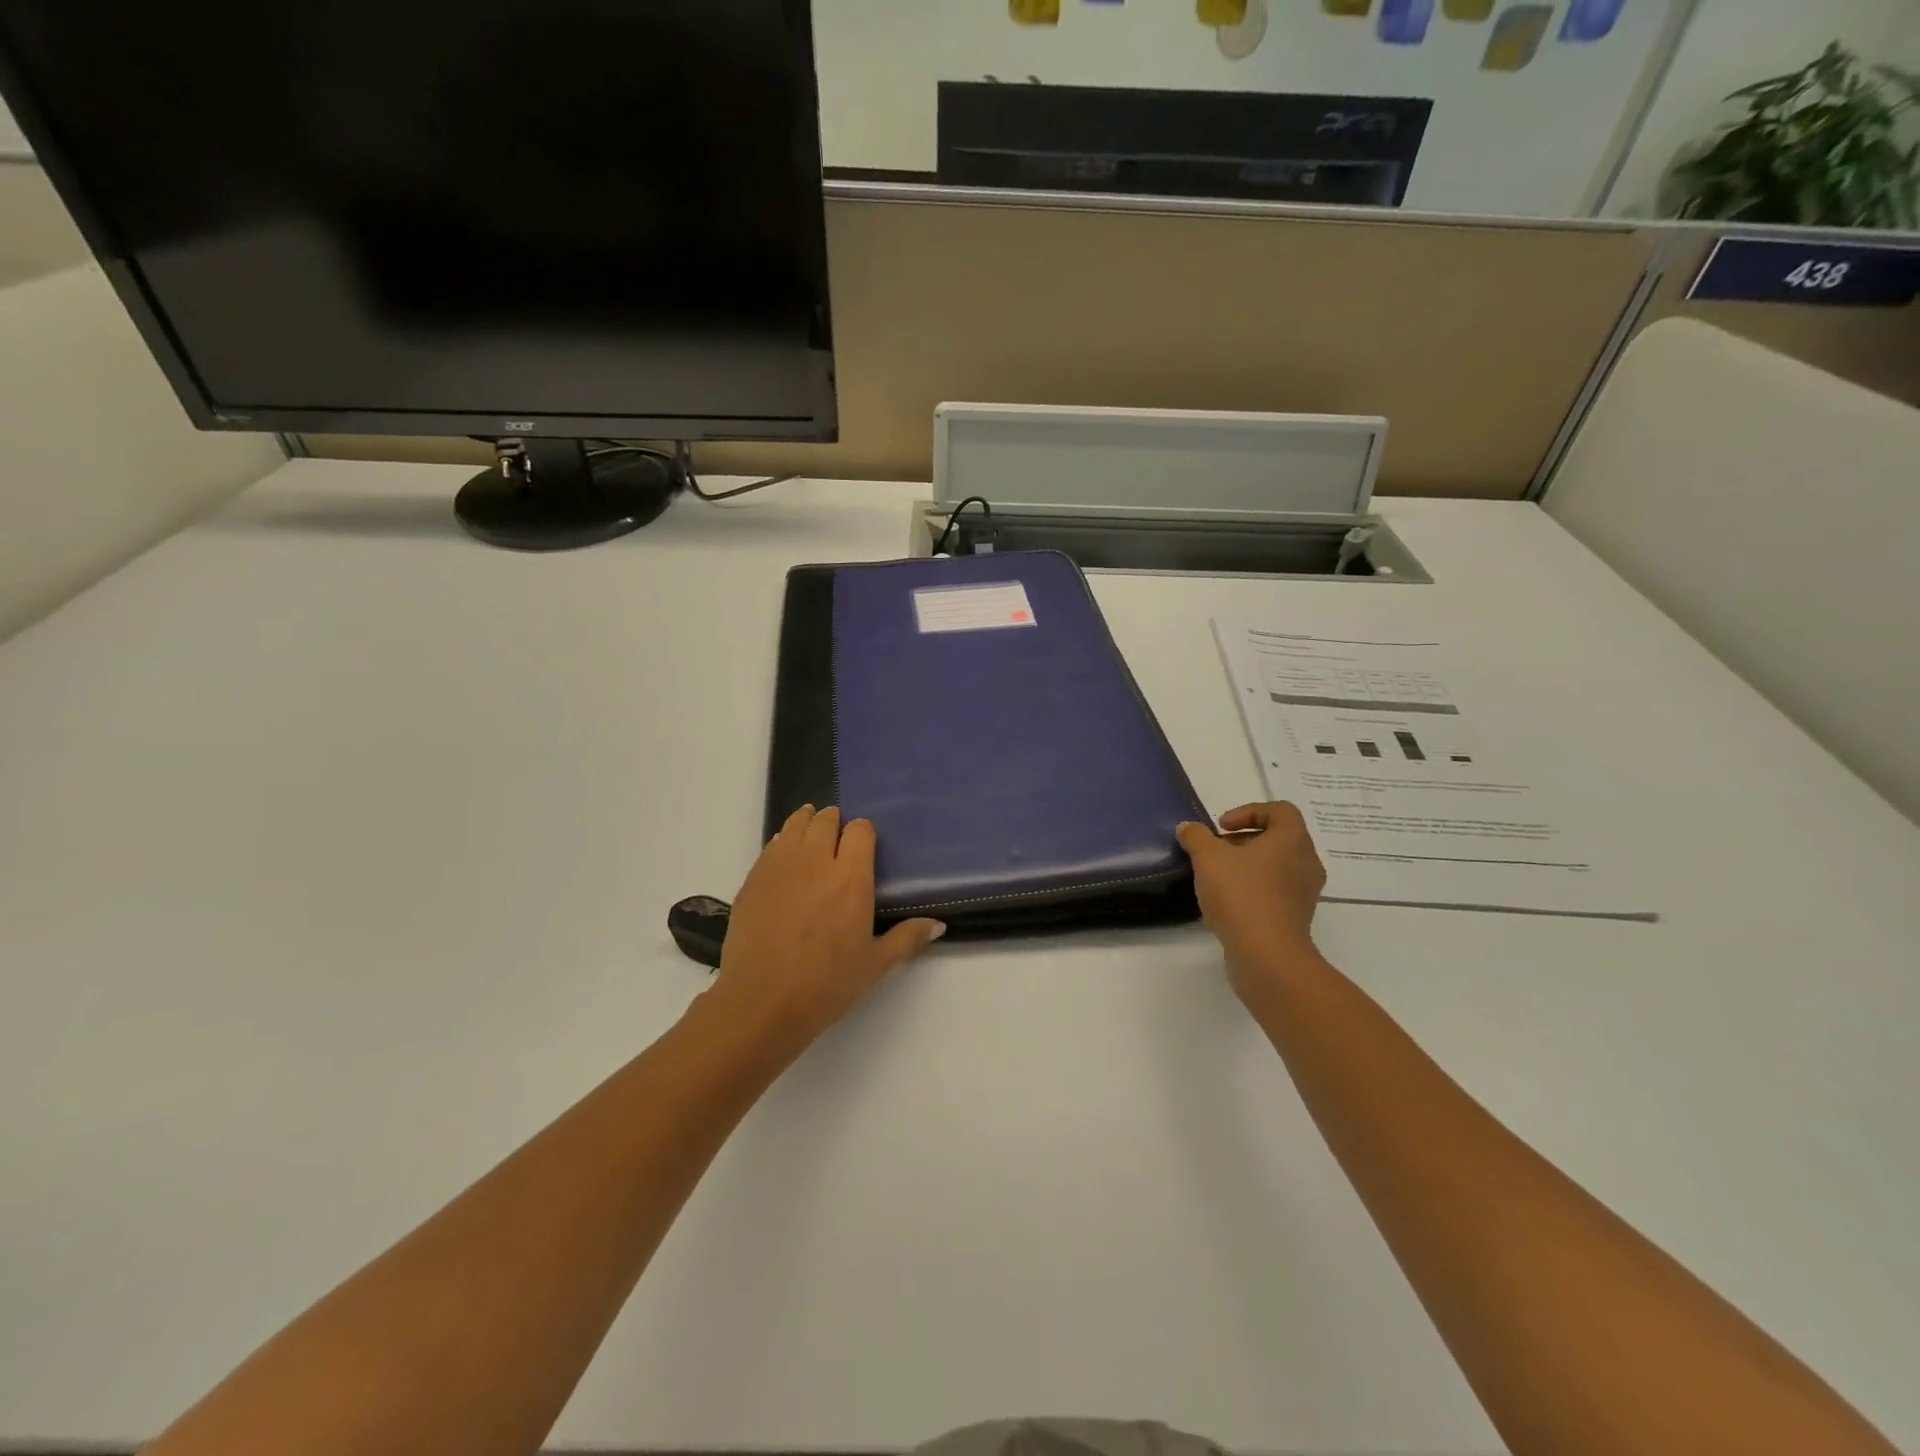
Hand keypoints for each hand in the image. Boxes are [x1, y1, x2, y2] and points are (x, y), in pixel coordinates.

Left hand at [707, 805, 944, 1049]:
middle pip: (826, 820)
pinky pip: (770, 846)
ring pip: (795, 825)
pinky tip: (785, 859)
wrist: (762, 1002)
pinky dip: (782, 844)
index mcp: (851, 877)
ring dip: (806, 823)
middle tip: (838, 837)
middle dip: (835, 822)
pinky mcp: (753, 879)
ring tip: (812, 831)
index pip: (861, 830)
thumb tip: (938, 925)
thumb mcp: (875, 964)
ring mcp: (780, 866)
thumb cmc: (826, 984)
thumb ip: (907, 939)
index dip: (864, 832)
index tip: (865, 845)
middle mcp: (816, 861)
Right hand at [1177, 803, 1327, 1003]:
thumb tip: (1188, 828)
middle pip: (1277, 838)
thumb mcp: (1208, 858)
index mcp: (1293, 840)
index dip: (1248, 811)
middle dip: (1243, 840)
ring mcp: (1304, 893)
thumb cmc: (1242, 895)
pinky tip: (1226, 902)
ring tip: (1217, 876)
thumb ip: (1196, 837)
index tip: (1221, 827)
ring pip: (1276, 866)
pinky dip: (1253, 889)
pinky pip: (1275, 892)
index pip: (1279, 810)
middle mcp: (1306, 862)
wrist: (1267, 956)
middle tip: (1216, 850)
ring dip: (1247, 865)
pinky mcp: (1296, 917)